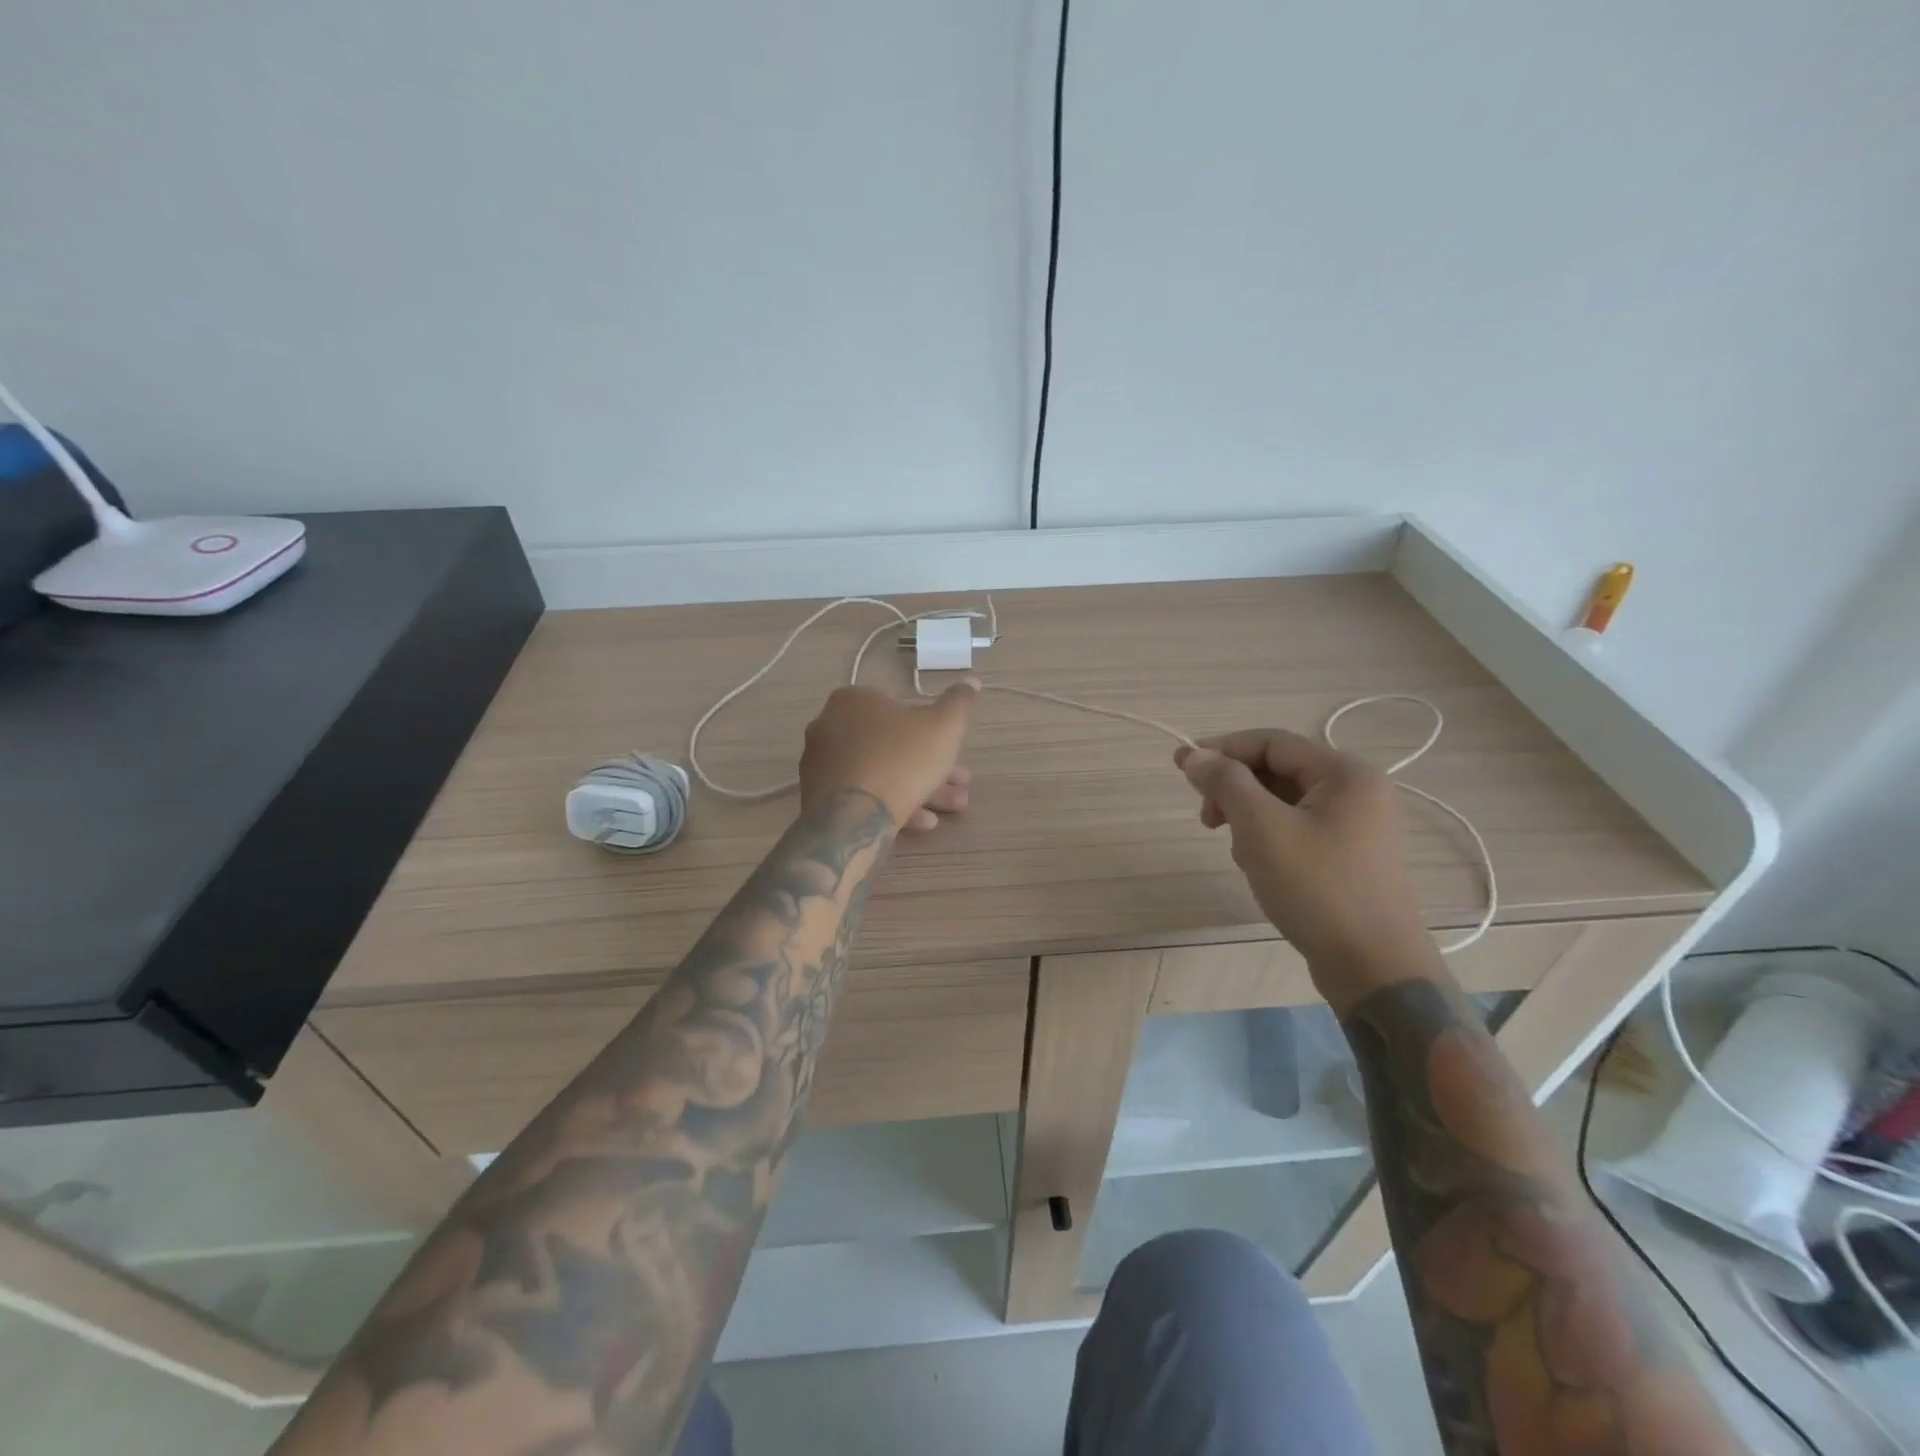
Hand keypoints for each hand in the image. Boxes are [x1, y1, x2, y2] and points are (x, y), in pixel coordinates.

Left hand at [800, 682, 978, 830]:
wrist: (853, 816)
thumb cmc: (902, 760)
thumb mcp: (944, 726)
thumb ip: (959, 703)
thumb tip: (972, 681)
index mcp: (852, 700)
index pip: (897, 708)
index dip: (931, 730)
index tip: (953, 750)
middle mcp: (829, 727)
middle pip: (892, 744)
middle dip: (931, 764)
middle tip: (961, 783)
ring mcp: (821, 765)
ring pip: (881, 772)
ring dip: (920, 787)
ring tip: (954, 807)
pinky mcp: (819, 798)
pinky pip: (863, 795)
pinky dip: (894, 803)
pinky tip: (924, 822)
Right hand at [1176, 729, 1438, 1004]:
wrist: (1374, 969)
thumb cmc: (1318, 890)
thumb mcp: (1262, 829)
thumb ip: (1226, 783)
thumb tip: (1194, 755)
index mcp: (1346, 773)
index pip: (1271, 742)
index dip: (1222, 749)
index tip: (1181, 767)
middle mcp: (1357, 790)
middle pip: (1278, 770)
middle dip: (1236, 790)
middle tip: (1207, 821)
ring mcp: (1357, 825)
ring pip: (1284, 802)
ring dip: (1249, 818)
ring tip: (1239, 853)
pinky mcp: (1349, 856)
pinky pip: (1297, 829)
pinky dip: (1269, 839)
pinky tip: (1259, 867)